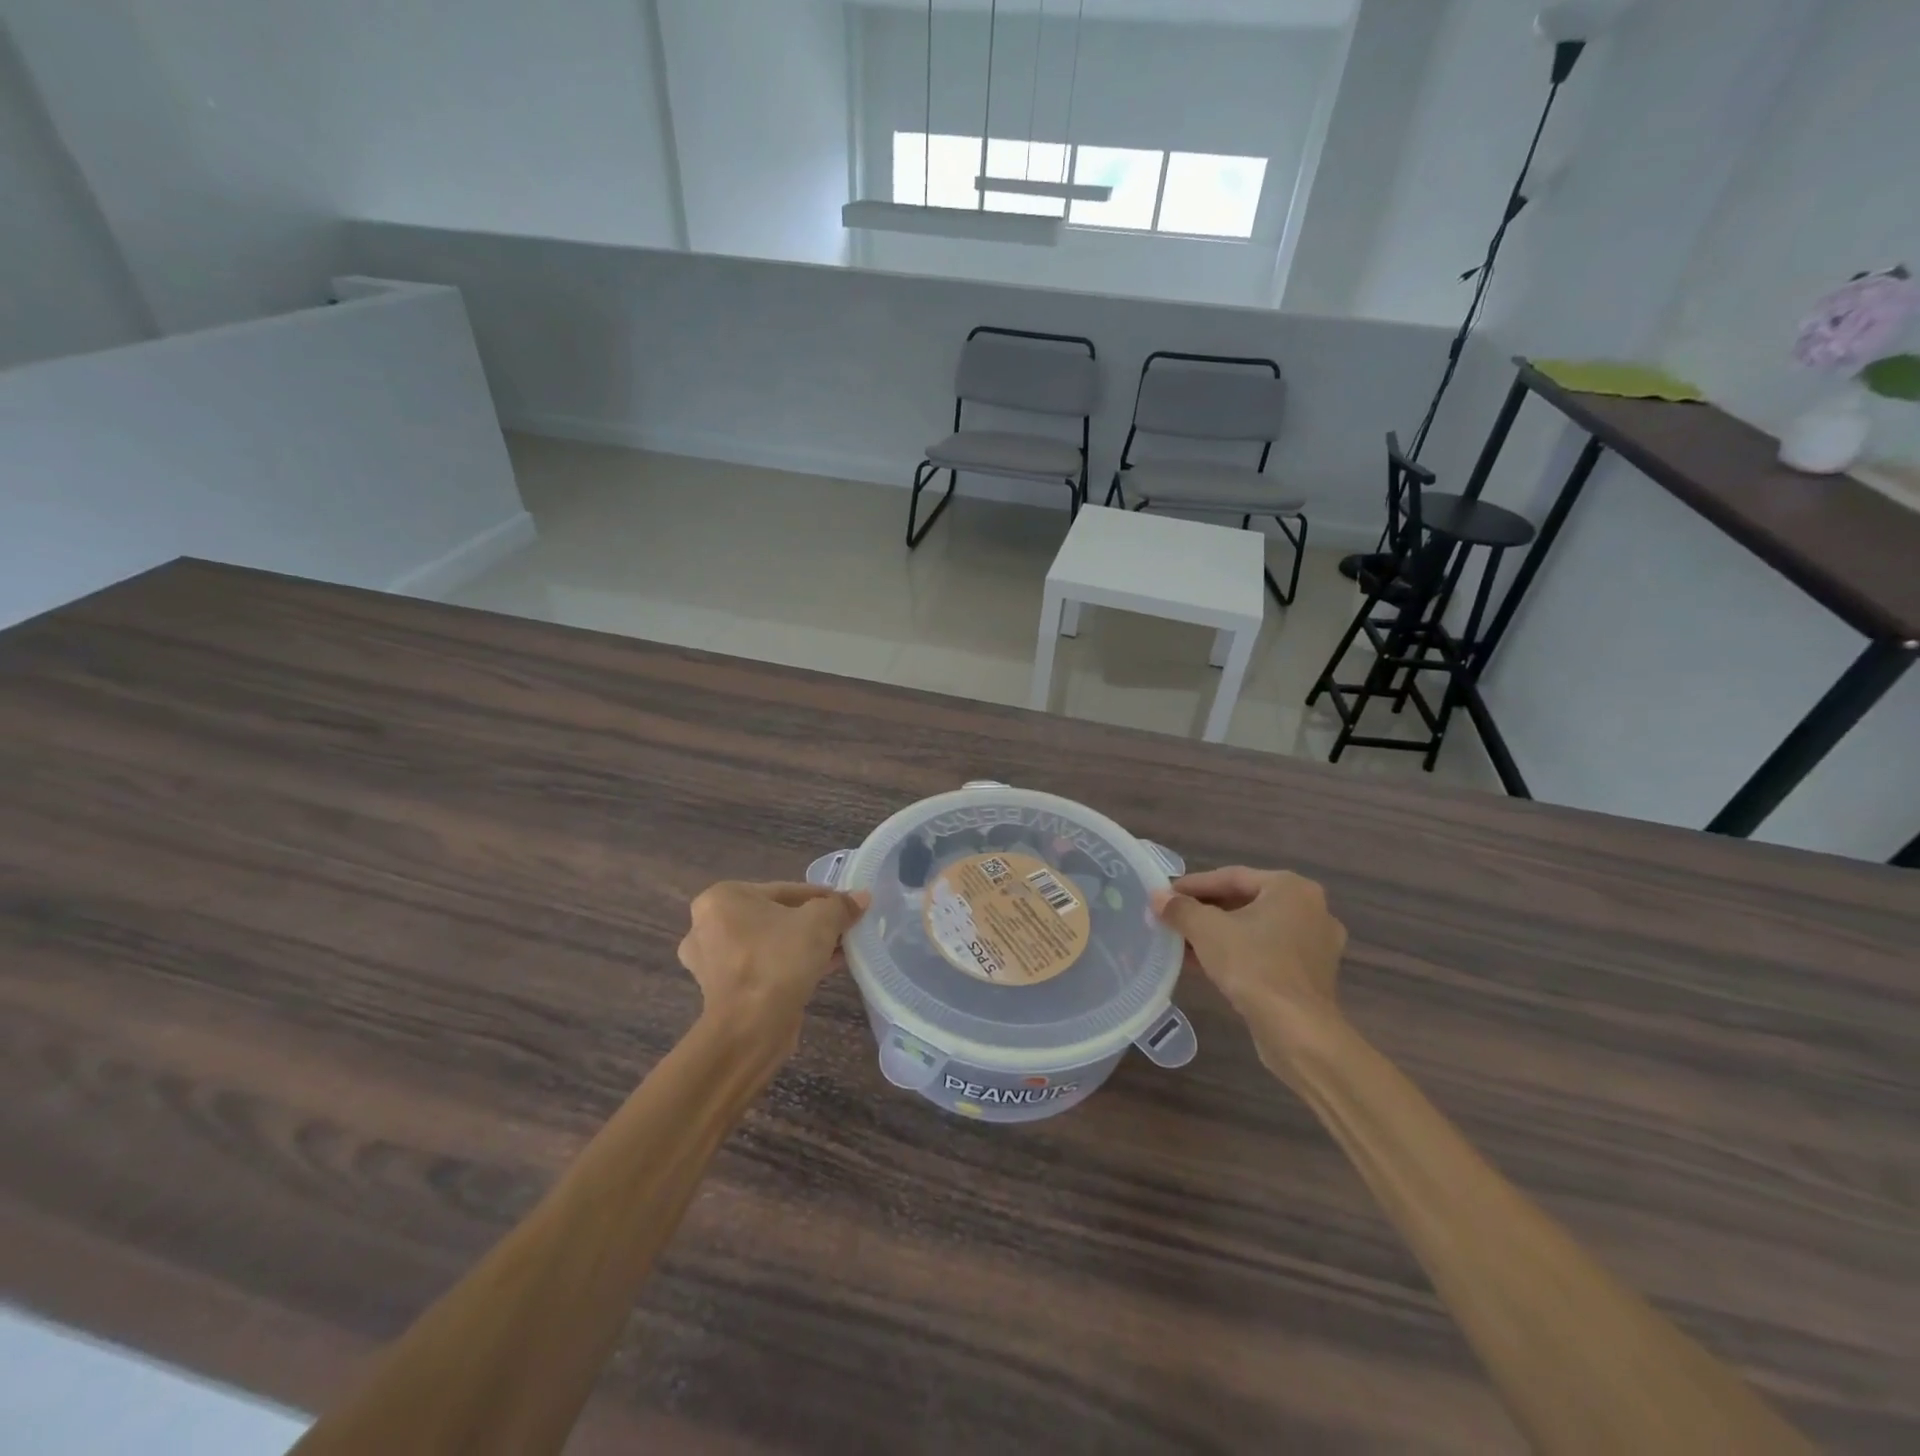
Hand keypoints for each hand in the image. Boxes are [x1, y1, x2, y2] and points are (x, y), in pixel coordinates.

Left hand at [677, 882, 868, 1043]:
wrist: (750, 1029)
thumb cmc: (779, 960)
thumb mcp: (820, 922)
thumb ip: (840, 906)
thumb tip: (861, 897)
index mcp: (723, 897)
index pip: (786, 890)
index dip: (822, 898)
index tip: (847, 907)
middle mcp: (708, 925)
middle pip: (776, 916)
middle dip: (812, 923)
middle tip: (844, 929)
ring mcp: (712, 960)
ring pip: (770, 943)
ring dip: (803, 945)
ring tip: (839, 950)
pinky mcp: (723, 989)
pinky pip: (763, 966)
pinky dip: (788, 965)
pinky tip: (821, 969)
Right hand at [1153, 868, 1346, 1082]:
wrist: (1297, 1031)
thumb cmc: (1254, 966)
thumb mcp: (1206, 930)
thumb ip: (1180, 908)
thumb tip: (1158, 897)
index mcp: (1291, 888)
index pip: (1232, 876)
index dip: (1193, 885)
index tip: (1165, 894)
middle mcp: (1311, 910)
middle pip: (1245, 901)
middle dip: (1205, 910)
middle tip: (1173, 916)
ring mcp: (1316, 945)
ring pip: (1256, 929)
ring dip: (1218, 934)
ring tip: (1182, 941)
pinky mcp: (1312, 976)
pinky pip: (1267, 952)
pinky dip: (1237, 953)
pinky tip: (1206, 964)